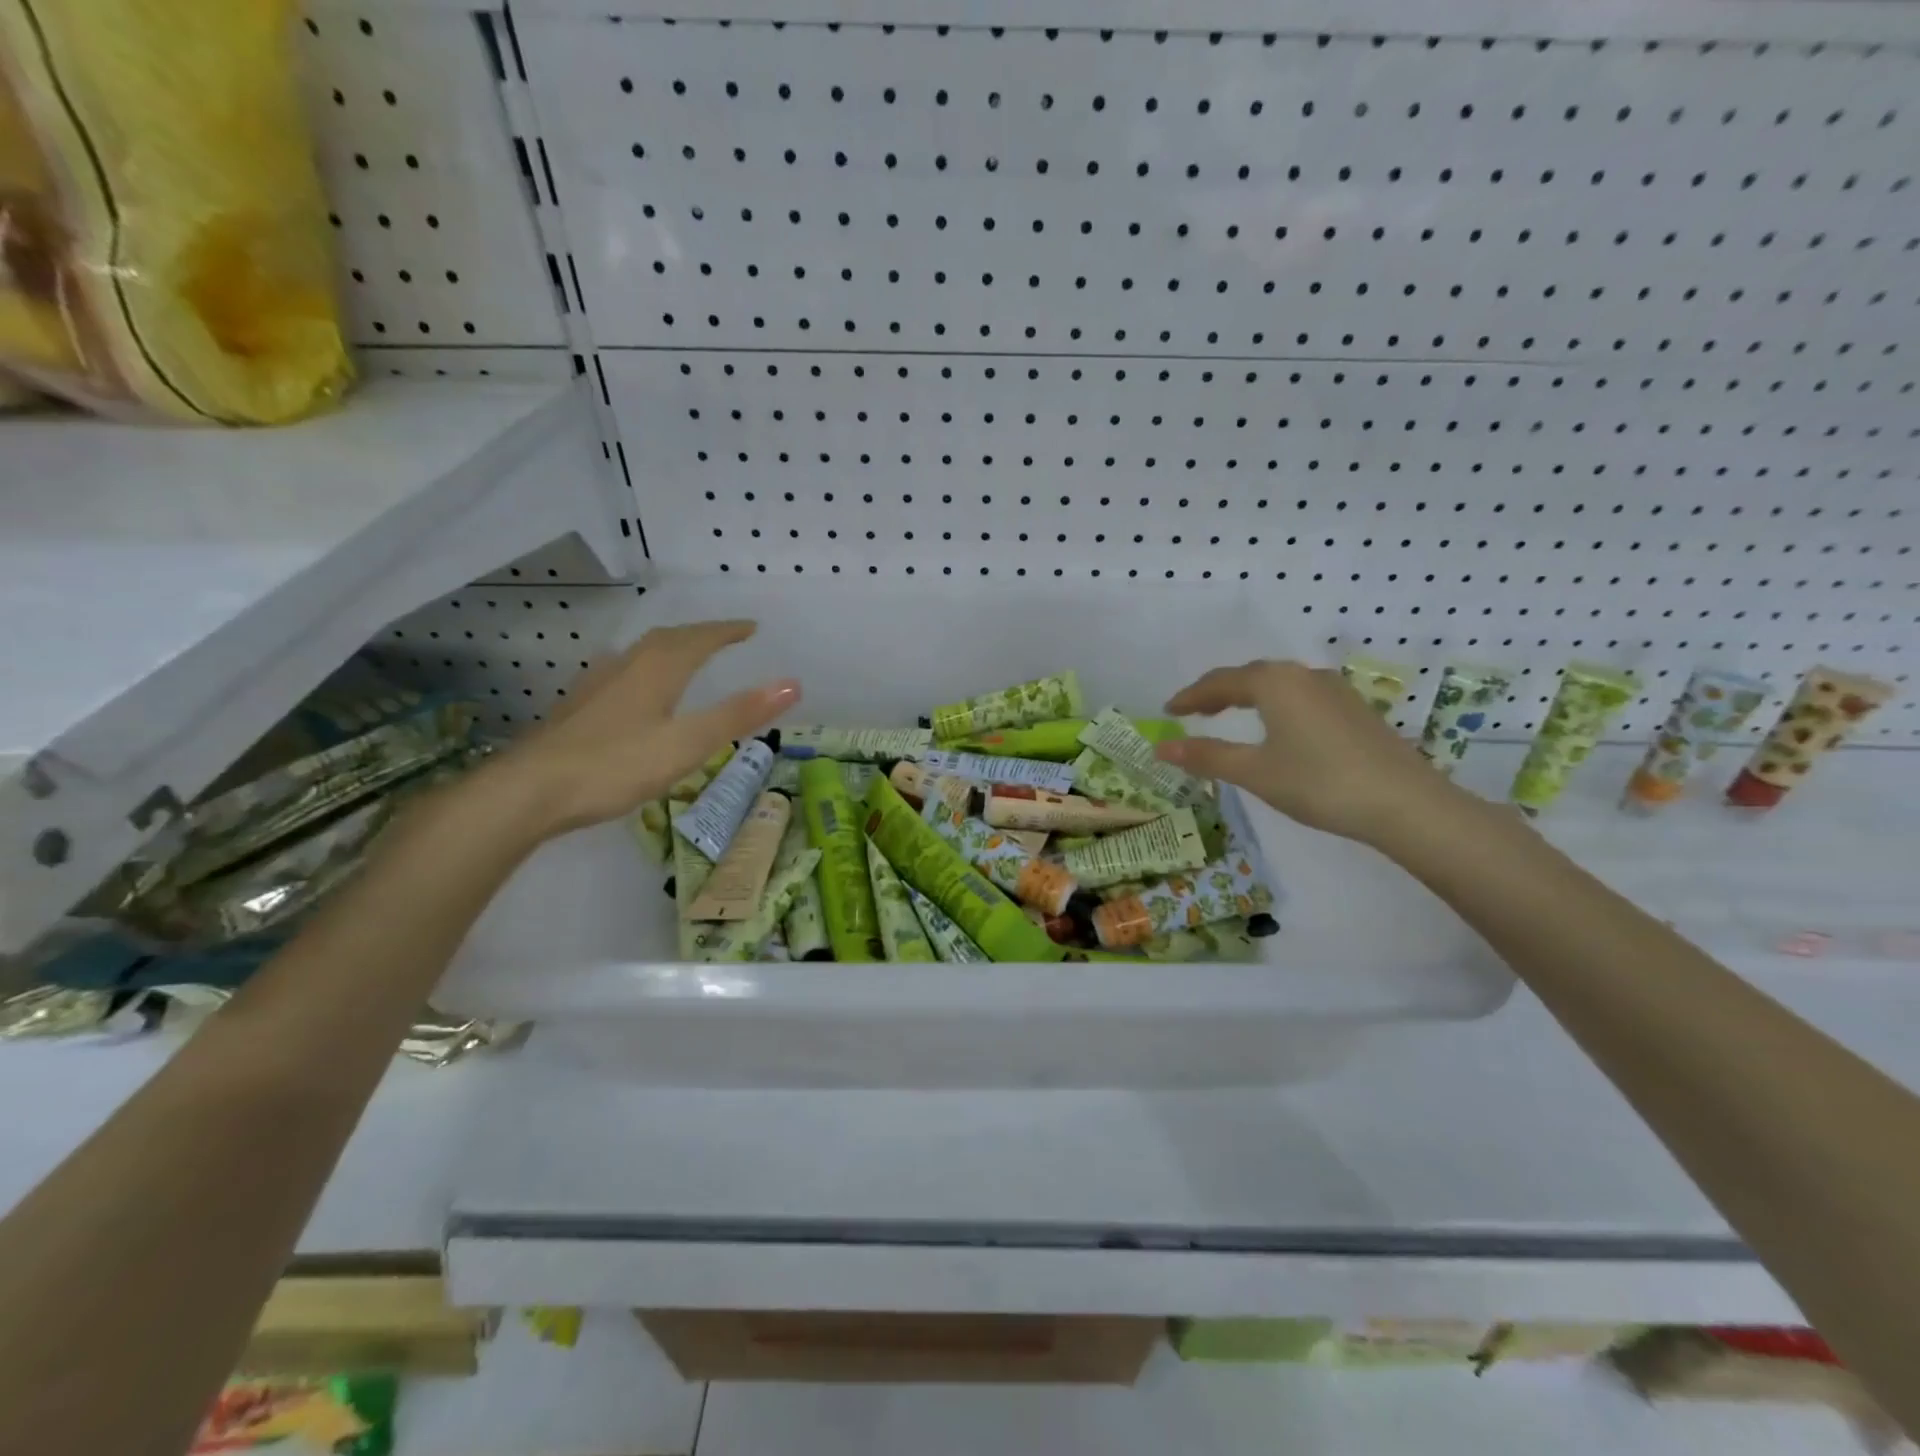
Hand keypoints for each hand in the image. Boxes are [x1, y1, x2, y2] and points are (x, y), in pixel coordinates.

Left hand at [488, 620, 798, 838]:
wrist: (530, 790)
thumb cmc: (617, 764)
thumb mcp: (688, 743)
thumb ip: (739, 714)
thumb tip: (792, 683)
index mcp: (658, 669)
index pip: (700, 638)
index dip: (728, 631)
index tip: (751, 627)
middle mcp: (627, 666)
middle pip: (669, 639)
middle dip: (700, 635)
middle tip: (724, 638)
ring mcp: (597, 685)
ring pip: (641, 654)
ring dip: (669, 648)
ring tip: (685, 656)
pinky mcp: (578, 707)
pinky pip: (622, 672)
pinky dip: (644, 669)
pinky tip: (635, 689)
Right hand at [1155, 659, 1456, 846]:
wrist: (1405, 803)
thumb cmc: (1319, 783)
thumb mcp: (1255, 772)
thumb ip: (1207, 756)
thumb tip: (1161, 748)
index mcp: (1274, 683)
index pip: (1220, 682)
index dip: (1190, 697)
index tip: (1167, 711)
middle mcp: (1303, 675)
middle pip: (1250, 676)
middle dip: (1217, 692)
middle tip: (1193, 711)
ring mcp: (1334, 689)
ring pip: (1278, 684)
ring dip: (1248, 696)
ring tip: (1228, 715)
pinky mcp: (1354, 708)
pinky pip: (1300, 695)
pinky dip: (1274, 704)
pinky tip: (1277, 725)